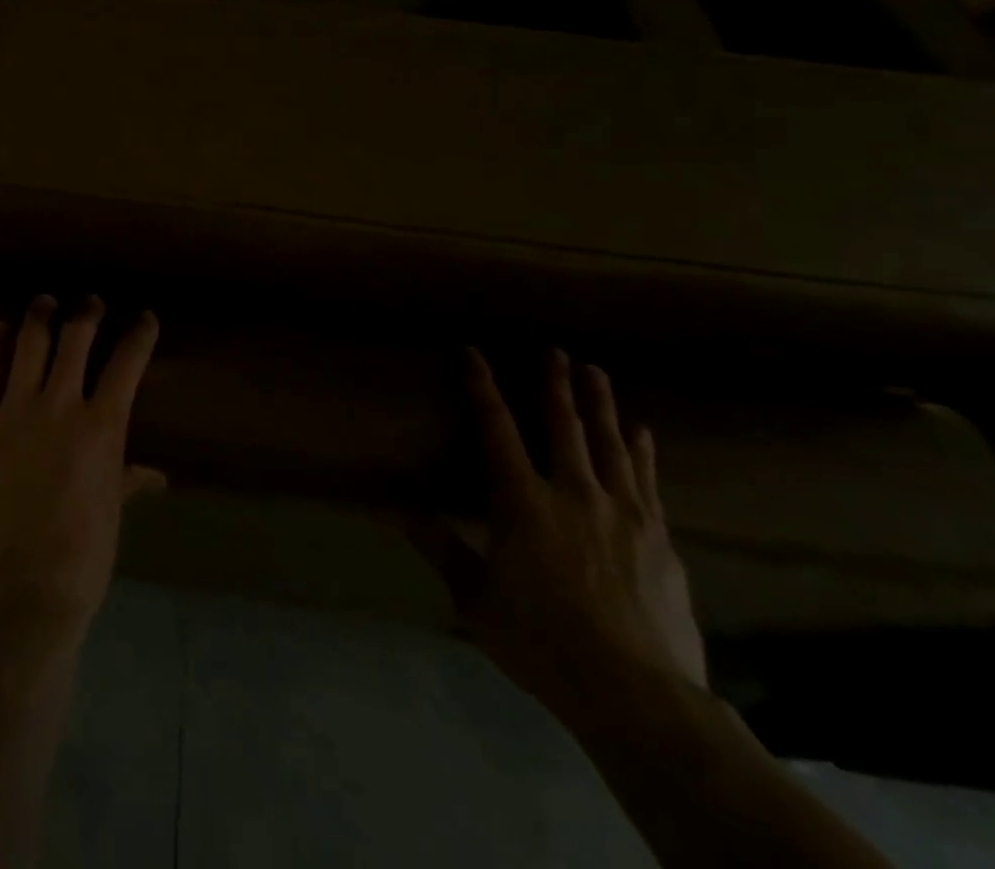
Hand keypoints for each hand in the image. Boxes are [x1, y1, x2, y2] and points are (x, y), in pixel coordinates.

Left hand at [0, 296, 164, 640]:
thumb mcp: (110, 515)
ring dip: (39, 317)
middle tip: (90, 303)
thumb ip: (127, 481)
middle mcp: (59, 404)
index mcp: (102, 427)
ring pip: (29, 343)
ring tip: (43, 302)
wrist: (17, 590)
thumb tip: (155, 475)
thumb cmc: (79, 560)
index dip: (139, 334)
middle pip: (76, 339)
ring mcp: (12, 410)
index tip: (144, 318)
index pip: (127, 363)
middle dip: (87, 314)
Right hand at [401, 348, 706, 729]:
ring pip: (611, 444)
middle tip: (556, 350)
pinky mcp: (660, 540)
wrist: (639, 696)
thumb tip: (385, 504)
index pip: (496, 428)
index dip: (482, 386)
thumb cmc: (541, 640)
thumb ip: (436, 543)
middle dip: (556, 384)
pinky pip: (647, 481)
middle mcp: (574, 494)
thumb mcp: (474, 596)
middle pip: (564, 426)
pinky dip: (642, 451)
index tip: (473, 352)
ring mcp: (624, 514)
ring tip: (596, 372)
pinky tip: (643, 432)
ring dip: (601, 405)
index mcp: (523, 502)